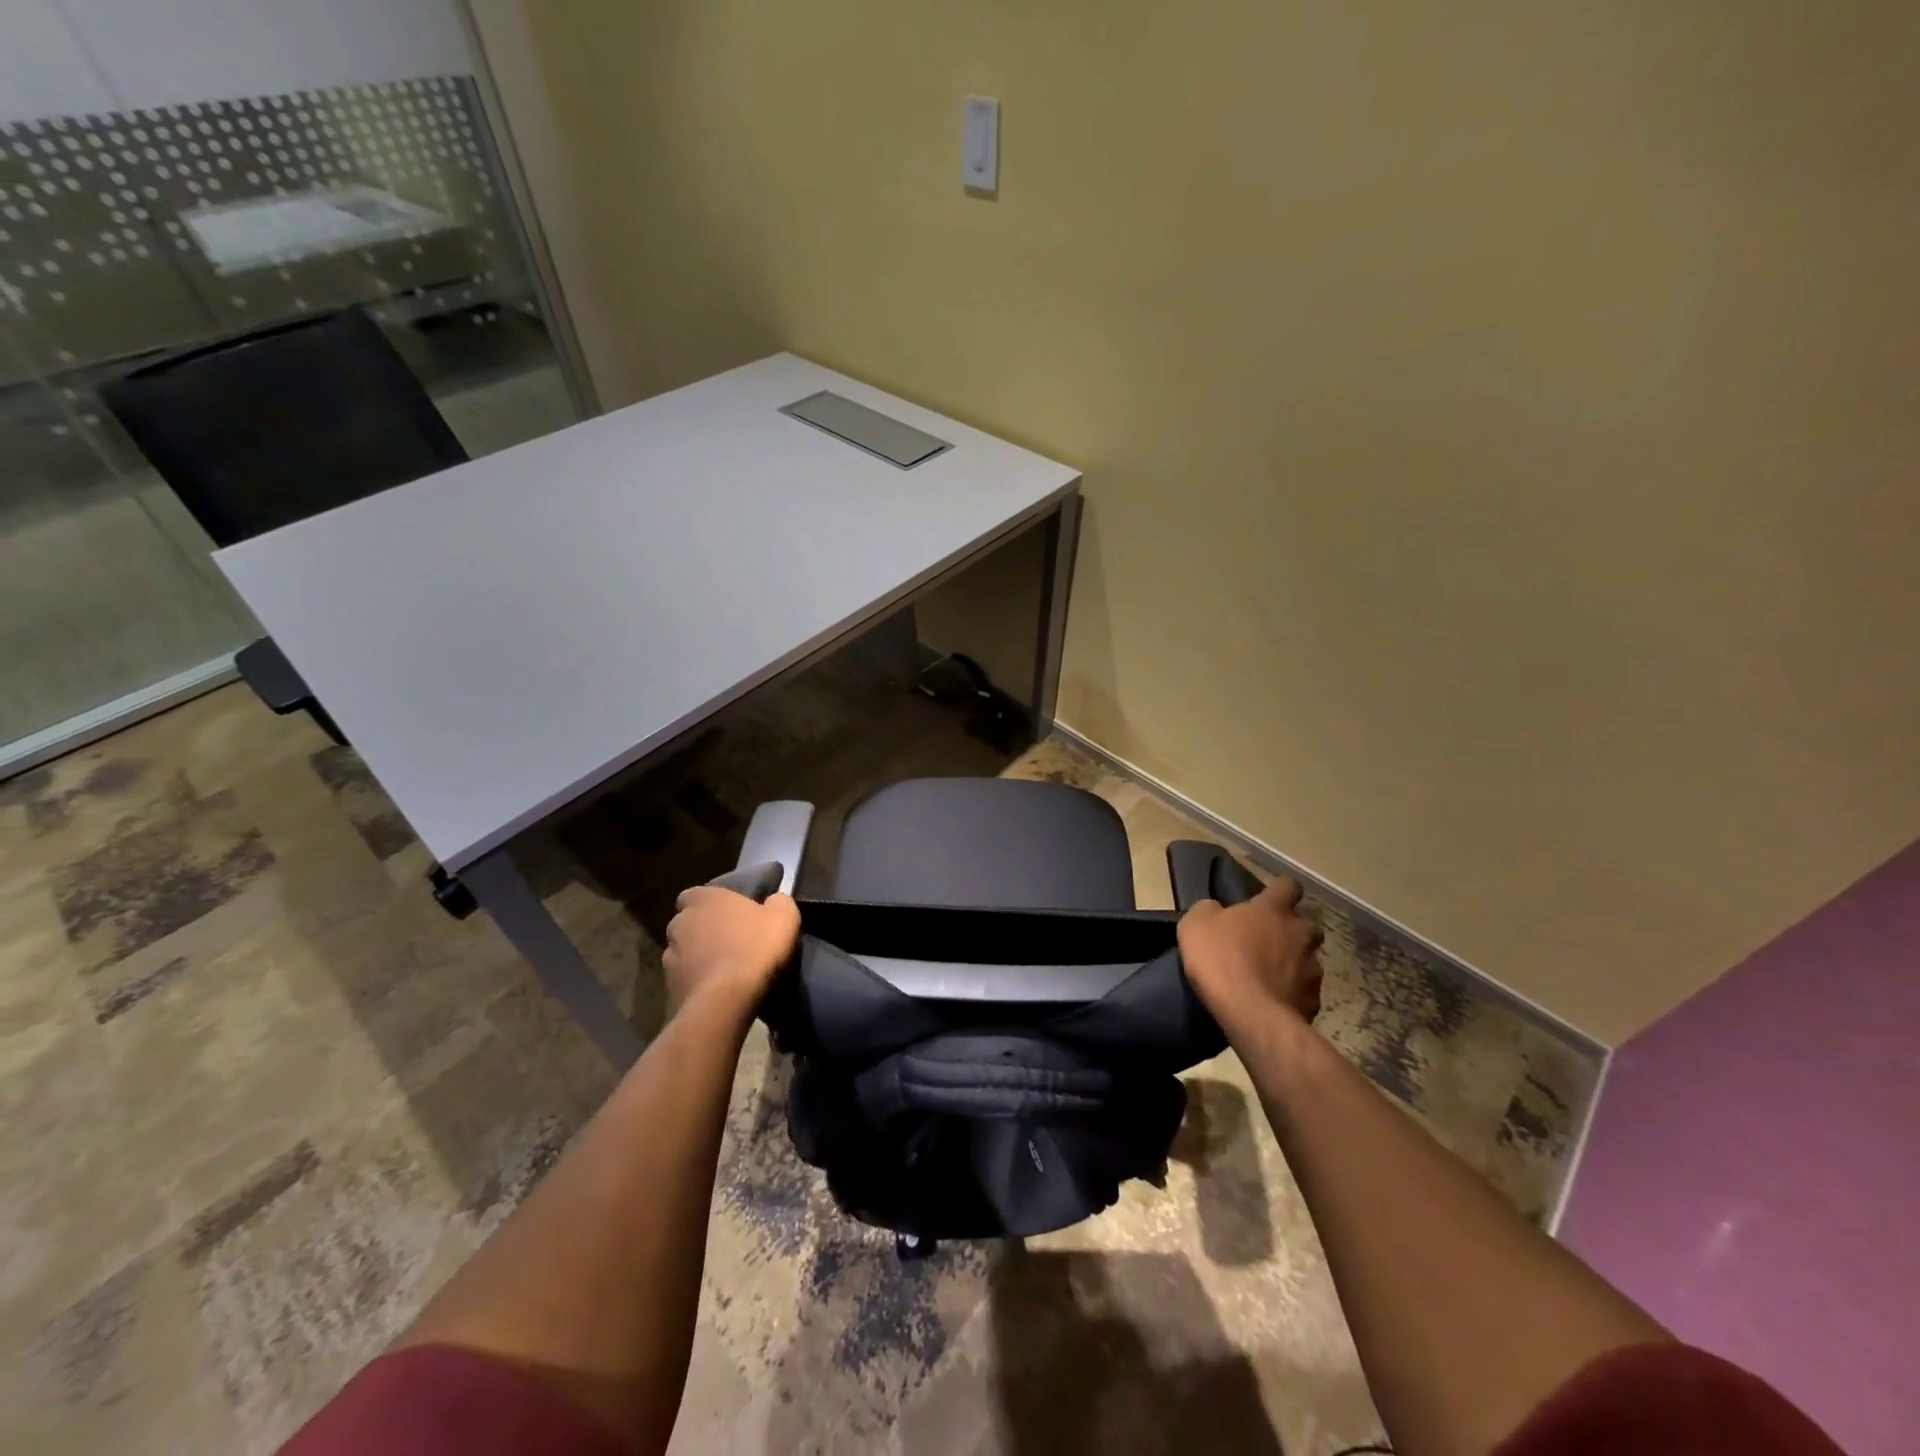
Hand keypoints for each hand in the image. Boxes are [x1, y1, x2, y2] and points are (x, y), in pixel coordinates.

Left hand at [663, 887, 800, 1016]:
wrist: (727, 1000)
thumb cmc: (755, 947)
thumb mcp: (784, 916)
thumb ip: (778, 902)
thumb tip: (775, 900)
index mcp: (703, 898)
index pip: (696, 894)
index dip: (712, 904)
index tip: (731, 914)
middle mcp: (679, 923)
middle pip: (689, 923)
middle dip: (704, 931)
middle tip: (730, 941)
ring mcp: (669, 957)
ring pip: (684, 953)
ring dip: (699, 958)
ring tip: (724, 971)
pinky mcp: (669, 988)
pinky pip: (685, 980)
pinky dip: (698, 983)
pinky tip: (718, 992)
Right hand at [1178, 876, 1324, 1027]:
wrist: (1249, 1013)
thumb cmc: (1220, 958)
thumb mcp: (1196, 924)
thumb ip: (1209, 910)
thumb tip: (1217, 910)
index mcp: (1273, 910)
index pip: (1288, 886)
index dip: (1280, 890)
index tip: (1268, 897)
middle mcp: (1300, 933)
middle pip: (1307, 924)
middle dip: (1293, 930)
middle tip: (1269, 940)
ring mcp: (1312, 969)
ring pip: (1309, 959)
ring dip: (1294, 963)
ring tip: (1271, 976)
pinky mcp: (1314, 1001)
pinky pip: (1305, 991)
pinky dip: (1293, 993)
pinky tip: (1274, 1001)